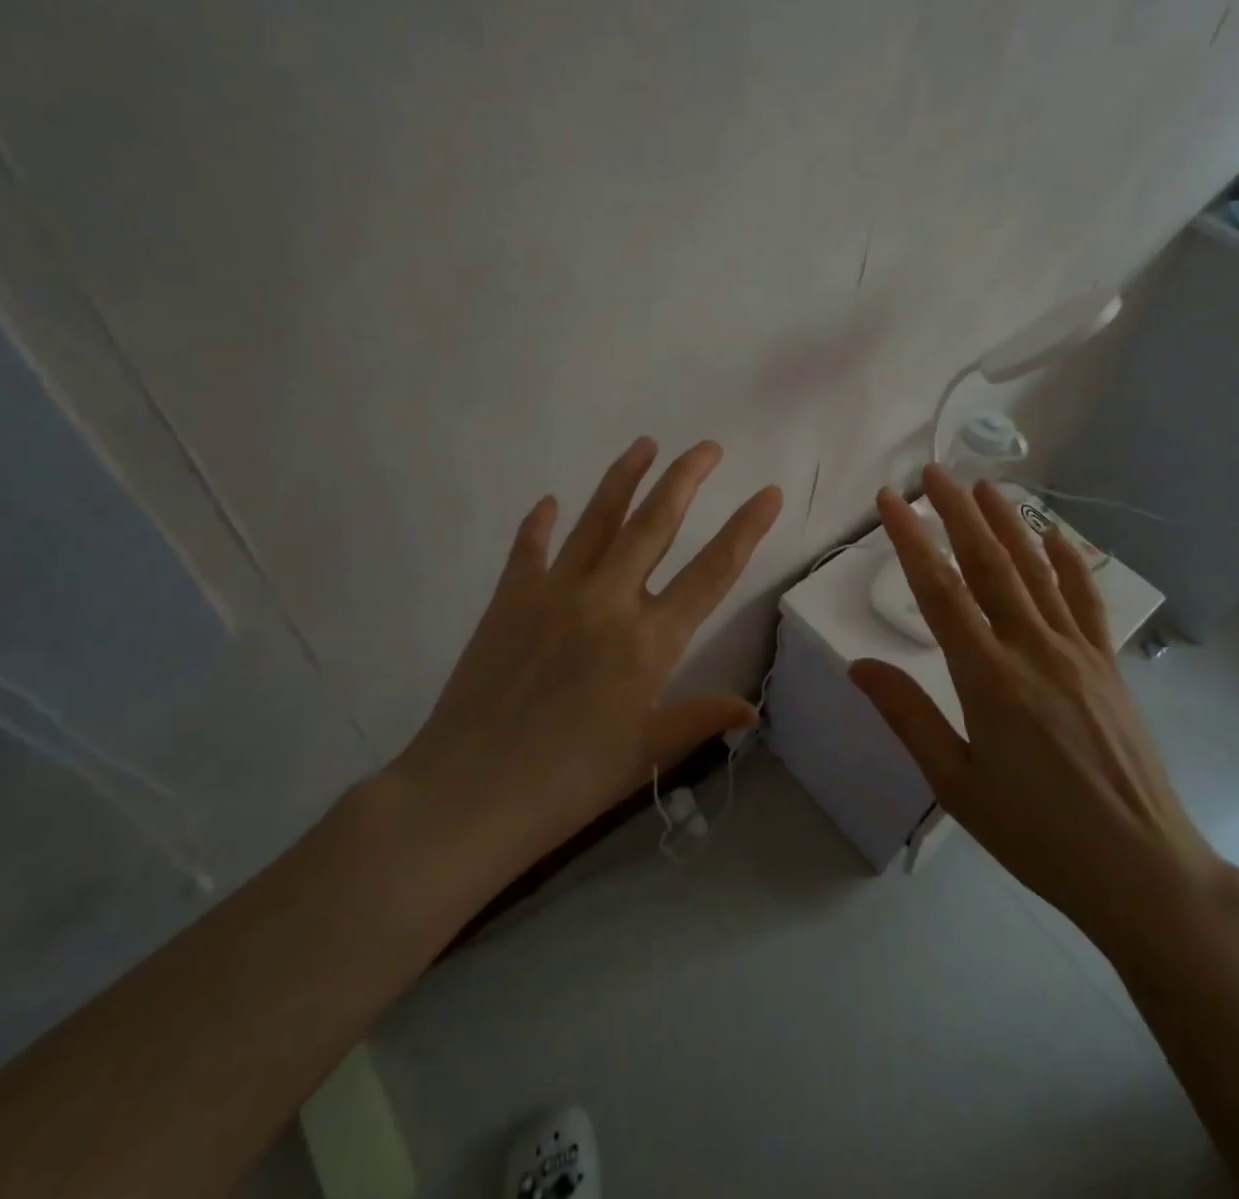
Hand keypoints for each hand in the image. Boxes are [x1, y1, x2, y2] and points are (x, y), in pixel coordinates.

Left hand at [393, 438, 782, 873]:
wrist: (469, 794)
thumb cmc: (569, 783)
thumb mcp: (644, 753)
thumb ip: (698, 718)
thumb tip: (751, 709)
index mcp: (650, 641)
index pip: (713, 571)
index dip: (746, 528)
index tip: (768, 492)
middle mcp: (609, 601)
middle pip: (656, 524)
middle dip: (686, 478)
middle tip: (708, 447)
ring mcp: (555, 593)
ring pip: (597, 520)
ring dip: (624, 478)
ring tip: (645, 444)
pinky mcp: (510, 599)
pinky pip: (529, 549)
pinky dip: (539, 524)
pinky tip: (547, 502)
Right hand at [849, 466, 1219, 954]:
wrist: (1142, 869)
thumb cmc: (1036, 834)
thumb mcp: (956, 784)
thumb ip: (907, 716)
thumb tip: (858, 664)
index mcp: (988, 679)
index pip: (940, 591)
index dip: (910, 540)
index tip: (889, 501)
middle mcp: (1033, 650)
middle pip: (989, 564)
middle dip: (957, 513)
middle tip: (933, 472)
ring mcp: (1077, 653)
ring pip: (1036, 571)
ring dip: (1007, 523)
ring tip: (983, 485)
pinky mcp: (1107, 664)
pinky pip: (1085, 600)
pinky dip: (1068, 561)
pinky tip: (1053, 534)